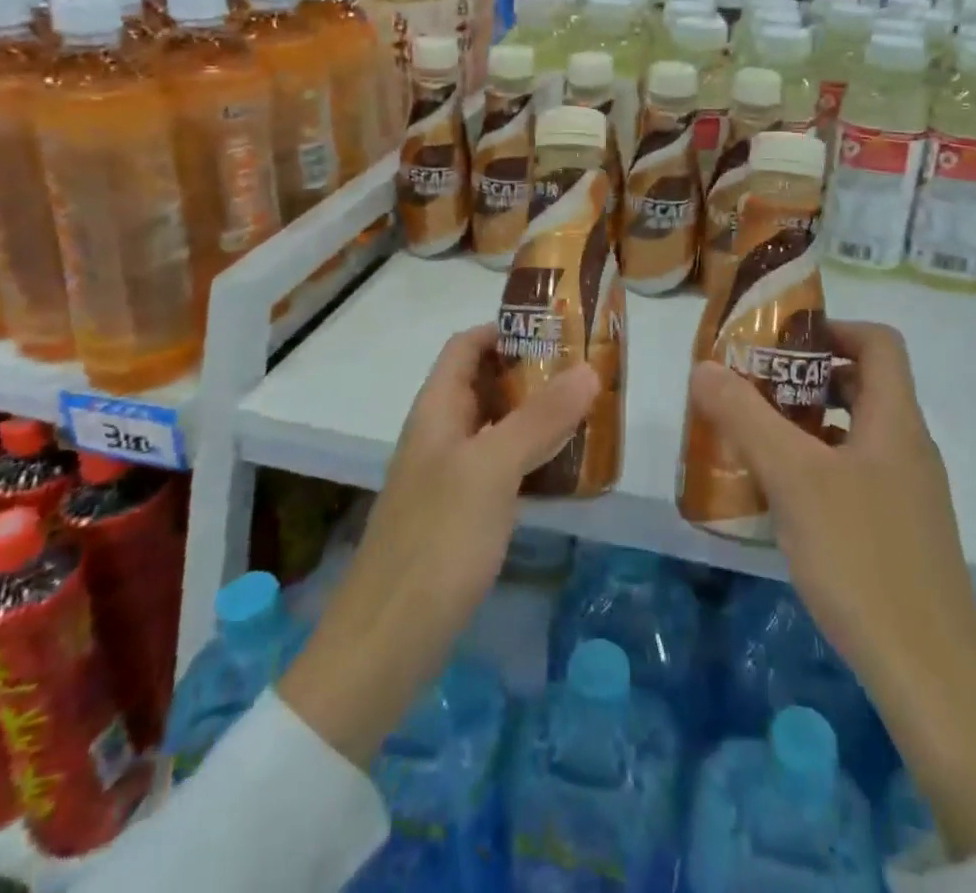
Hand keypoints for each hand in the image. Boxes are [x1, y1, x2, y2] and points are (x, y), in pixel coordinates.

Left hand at [279, 324, 595, 766]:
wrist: (385, 646)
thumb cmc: (436, 542)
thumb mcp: (491, 470)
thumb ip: (539, 418)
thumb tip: (590, 368)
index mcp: (436, 410)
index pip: (466, 346)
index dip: (505, 329)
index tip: (559, 330)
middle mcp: (441, 435)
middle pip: (485, 384)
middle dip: (533, 371)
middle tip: (588, 371)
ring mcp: (449, 477)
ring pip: (498, 427)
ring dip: (538, 415)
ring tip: (590, 412)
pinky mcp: (462, 516)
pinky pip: (502, 469)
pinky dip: (533, 458)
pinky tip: (568, 471)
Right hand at [687, 320, 975, 859]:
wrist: (929, 677)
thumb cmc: (860, 558)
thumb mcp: (792, 479)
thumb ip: (745, 417)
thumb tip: (704, 366)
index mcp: (896, 422)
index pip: (879, 342)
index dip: (834, 328)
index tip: (782, 344)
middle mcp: (910, 448)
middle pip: (864, 386)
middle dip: (807, 379)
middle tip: (755, 391)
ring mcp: (911, 494)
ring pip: (856, 434)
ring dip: (809, 426)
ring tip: (757, 441)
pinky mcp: (902, 534)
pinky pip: (858, 477)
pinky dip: (820, 470)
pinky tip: (783, 502)